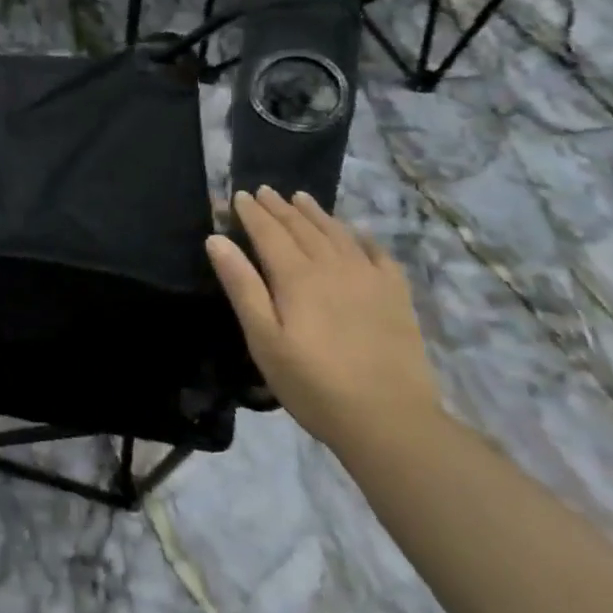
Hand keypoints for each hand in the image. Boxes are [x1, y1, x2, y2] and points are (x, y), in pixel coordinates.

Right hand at [207, 187, 438, 449]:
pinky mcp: (396, 296)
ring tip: (302, 198)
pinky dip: (362, 237)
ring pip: (337, 233)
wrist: (391, 421)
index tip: (239, 195)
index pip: (268, 232)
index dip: (252, 212)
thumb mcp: (264, 340)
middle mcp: (332, 266)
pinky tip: (357, 233)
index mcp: (296, 276)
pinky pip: (378, 254)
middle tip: (265, 191)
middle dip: (280, 207)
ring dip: (316, 213)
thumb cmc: (314, 384)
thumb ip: (241, 286)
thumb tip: (216, 239)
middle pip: (301, 227)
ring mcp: (368, 278)